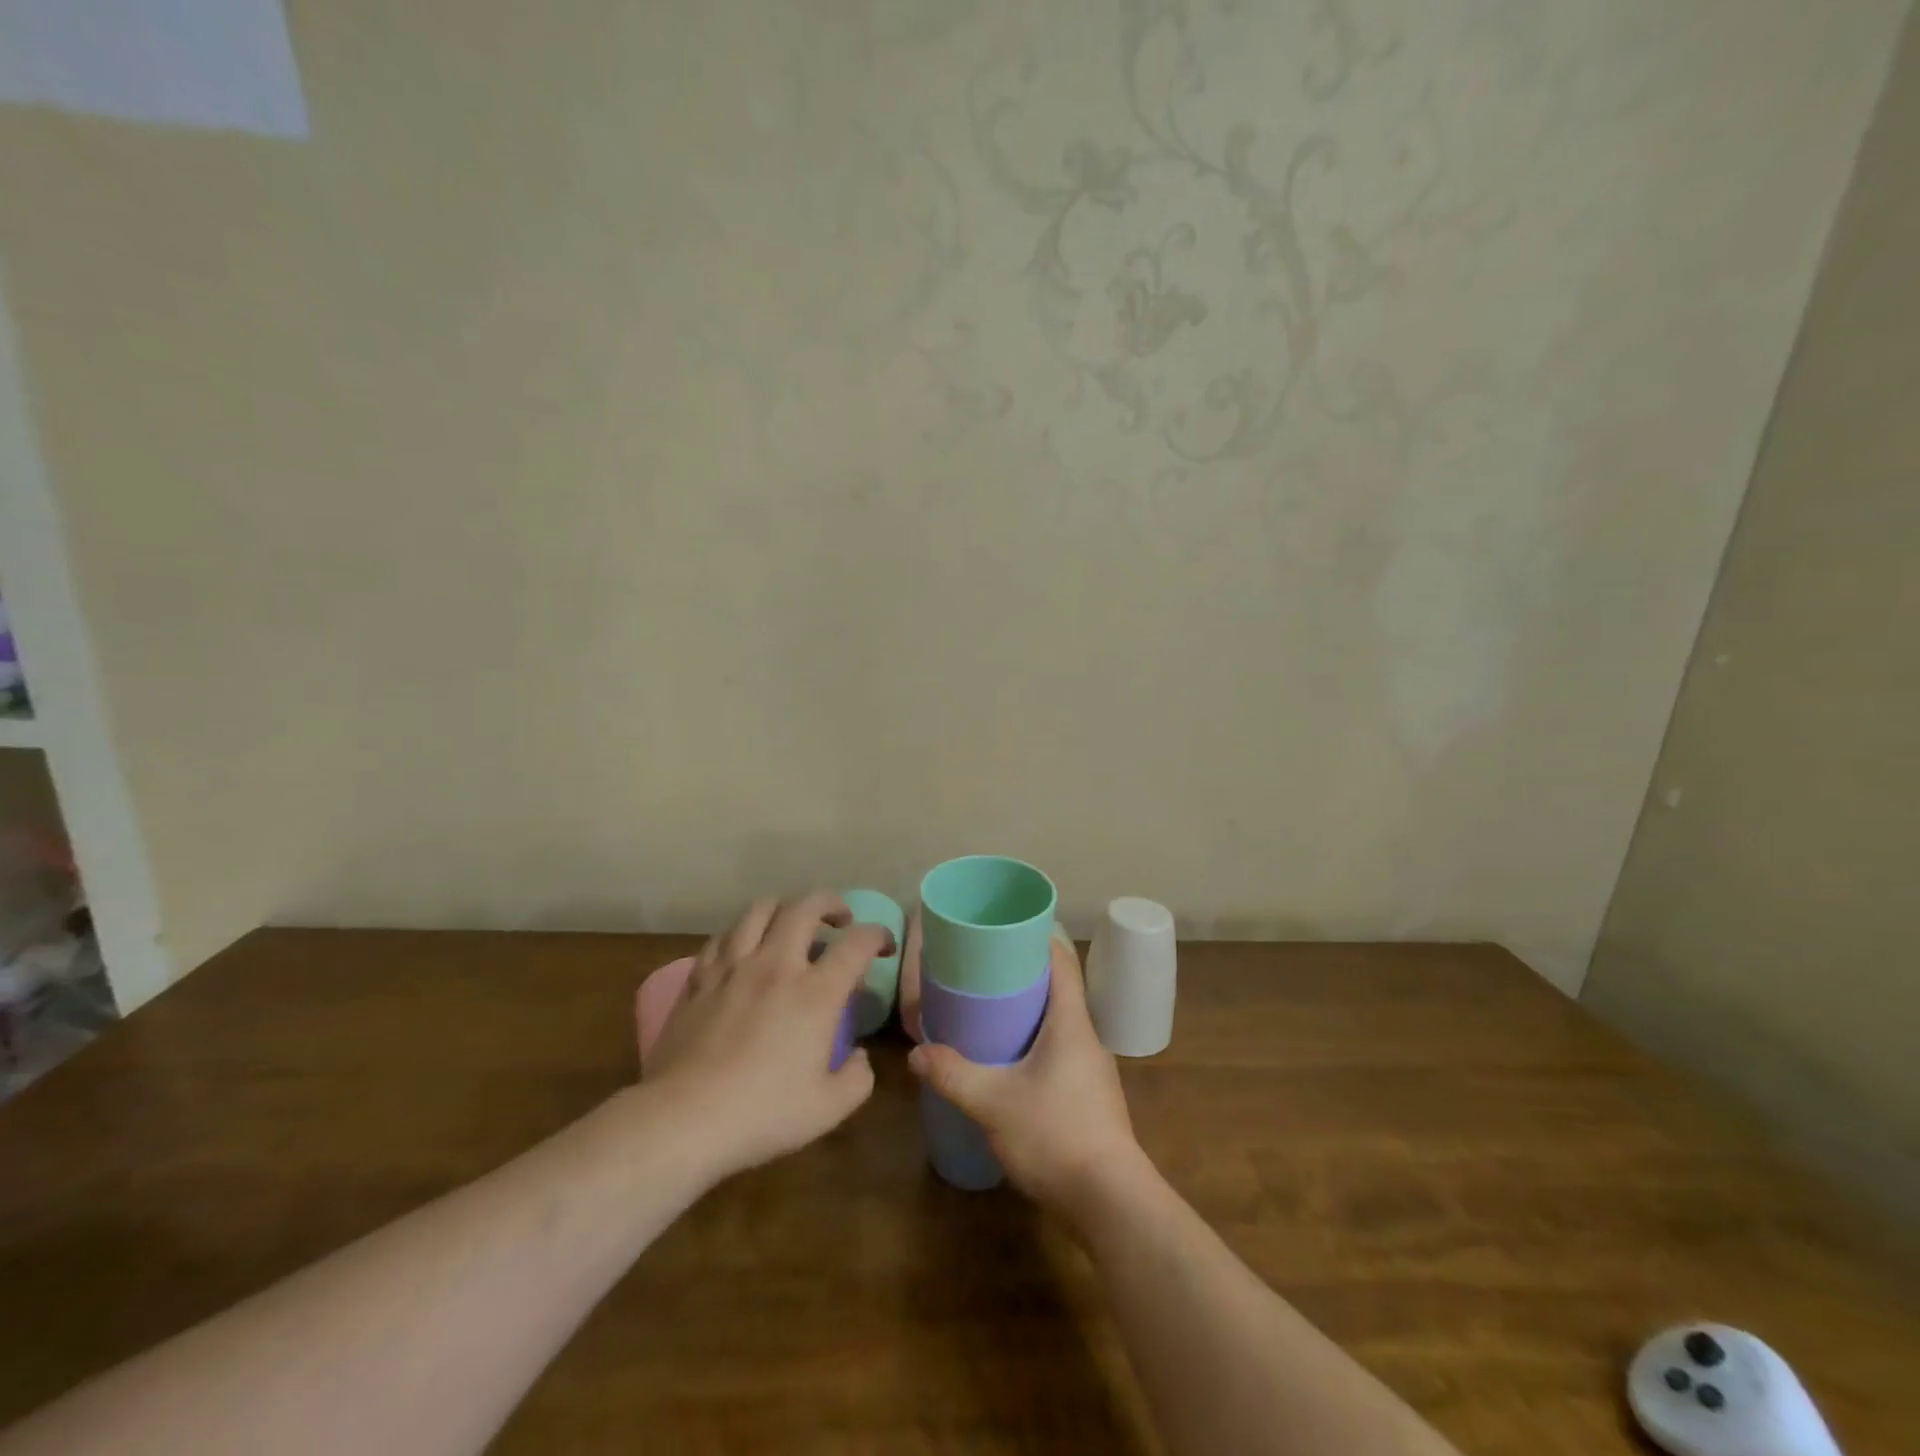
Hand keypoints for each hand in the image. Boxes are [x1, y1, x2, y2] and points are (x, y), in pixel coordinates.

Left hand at [644, 893, 891, 1181]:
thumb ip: (856, 1079)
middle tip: (841, 920)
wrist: (681, 1120)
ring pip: (760, 908)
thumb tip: (859, 1057)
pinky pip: (723, 936)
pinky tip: (745, 948)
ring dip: (785, 907)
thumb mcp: (827, 1109)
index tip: (884, 946)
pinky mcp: (699, 978)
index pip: (857, 942)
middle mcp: (776, 965)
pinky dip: (742, 932)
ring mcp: (733, 966)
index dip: (878, 935)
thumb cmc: (760, 1114)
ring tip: (792, 922)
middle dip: (831, 903)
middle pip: (806, 906)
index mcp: (815, 992)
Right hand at [906, 936, 1148, 1222]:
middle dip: (1023, 973)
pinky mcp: (1089, 1093)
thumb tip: (917, 1053)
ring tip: (989, 1008)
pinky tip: (1010, 1059)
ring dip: (1029, 1009)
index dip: (1036, 938)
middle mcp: (1086, 1035)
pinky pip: (1060, 1048)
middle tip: (982, 968)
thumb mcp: (993, 1103)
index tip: (1003, 930)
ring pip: (1059, 1020)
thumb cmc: (1054, 1136)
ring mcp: (1092, 1066)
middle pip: (1058, 987)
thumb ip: (953, 1074)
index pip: (1061, 961)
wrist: (1109, 1202)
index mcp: (1071, 1021)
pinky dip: (1035, 1039)